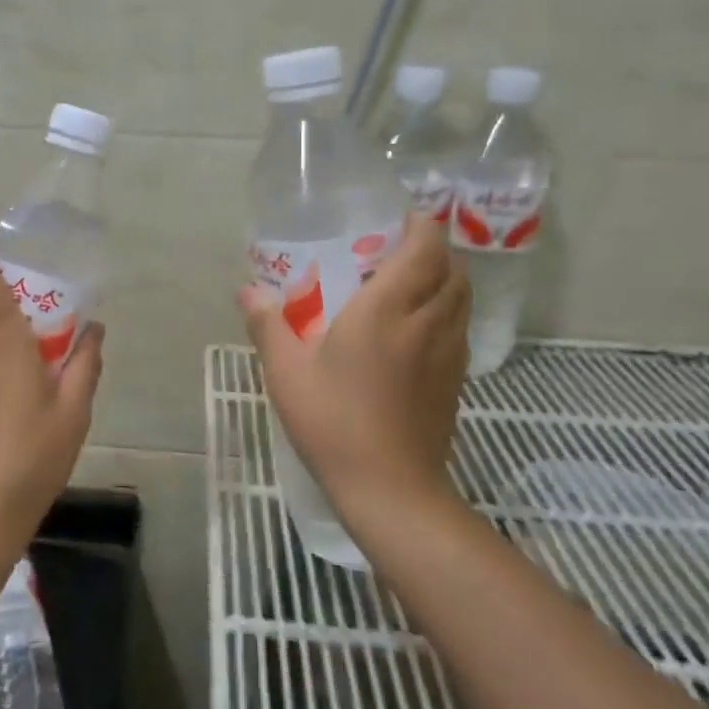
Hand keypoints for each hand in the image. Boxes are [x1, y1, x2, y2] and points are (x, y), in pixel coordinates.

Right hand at [240, 211, 469, 519]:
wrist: (390, 489)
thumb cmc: (333, 421)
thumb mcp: (287, 371)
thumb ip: (268, 324)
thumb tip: (247, 290)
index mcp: (388, 308)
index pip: (425, 247)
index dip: (421, 225)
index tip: (399, 219)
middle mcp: (427, 321)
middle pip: (451, 269)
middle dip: (432, 251)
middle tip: (396, 251)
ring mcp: (449, 353)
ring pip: (460, 299)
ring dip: (443, 281)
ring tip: (407, 286)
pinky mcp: (456, 381)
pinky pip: (459, 329)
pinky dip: (445, 314)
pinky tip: (414, 333)